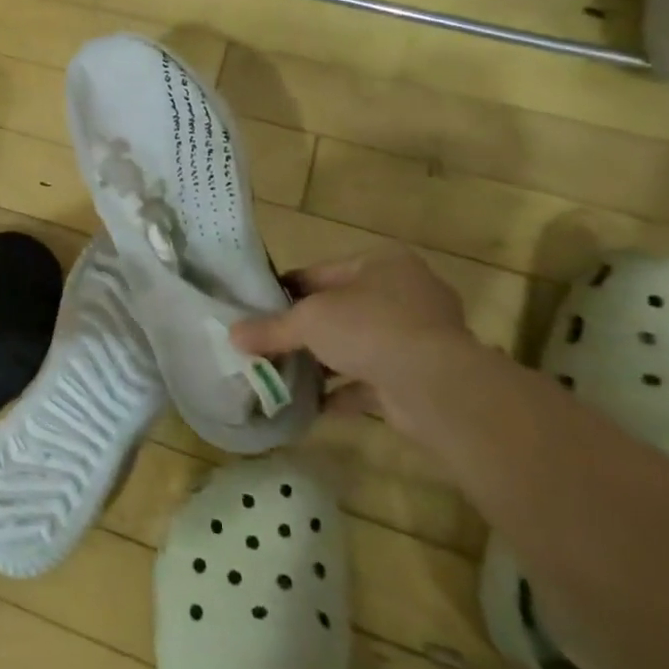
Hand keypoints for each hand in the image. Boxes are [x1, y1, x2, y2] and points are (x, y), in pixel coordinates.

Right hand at [230, 243, 480, 441]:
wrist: (436, 386)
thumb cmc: (369, 328)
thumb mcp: (308, 321)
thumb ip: (270, 328)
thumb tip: (232, 335)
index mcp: (382, 264)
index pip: (321, 273)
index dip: (286, 291)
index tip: (257, 309)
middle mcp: (405, 293)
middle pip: (340, 310)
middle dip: (306, 330)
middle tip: (267, 344)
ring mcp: (419, 336)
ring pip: (357, 345)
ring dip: (324, 362)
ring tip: (285, 374)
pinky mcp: (421, 375)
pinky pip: (372, 379)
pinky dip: (344, 391)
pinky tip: (313, 404)